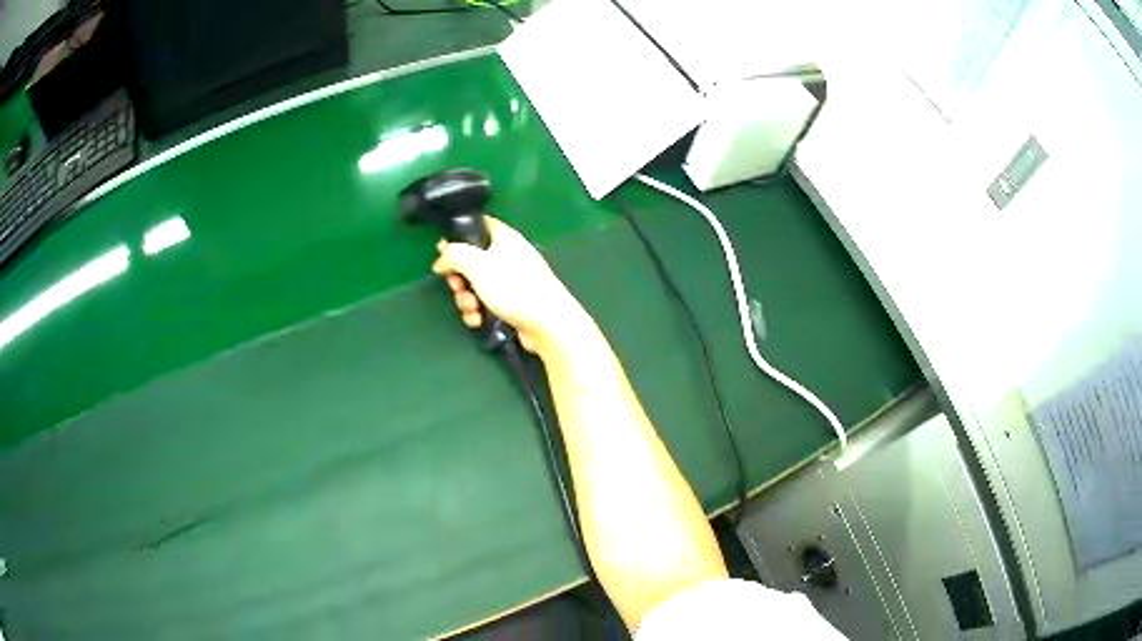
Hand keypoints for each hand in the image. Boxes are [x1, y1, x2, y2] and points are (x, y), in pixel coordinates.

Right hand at [431, 217, 586, 353]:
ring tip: (473, 309)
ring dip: (467, 299)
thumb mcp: (476, 264)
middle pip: (472, 260)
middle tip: (458, 287)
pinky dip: (479, 312)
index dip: (458, 236)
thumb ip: (453, 255)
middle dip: (459, 278)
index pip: (479, 224)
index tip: (444, 252)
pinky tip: (479, 321)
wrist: (547, 323)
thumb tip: (441, 258)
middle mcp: (509, 255)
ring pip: (477, 285)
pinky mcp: (513, 303)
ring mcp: (512, 280)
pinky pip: (487, 303)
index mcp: (504, 237)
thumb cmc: (512, 287)